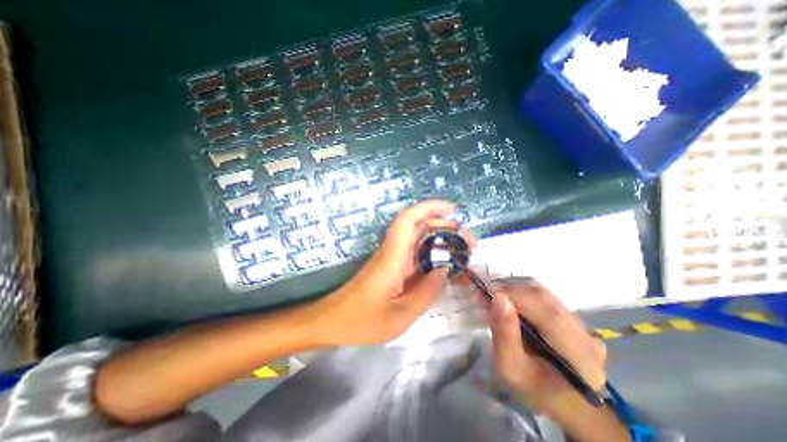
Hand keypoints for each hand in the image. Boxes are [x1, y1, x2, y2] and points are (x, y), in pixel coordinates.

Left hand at [317, 198, 476, 347]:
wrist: (332, 321)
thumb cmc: (361, 321)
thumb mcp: (400, 315)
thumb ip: (426, 292)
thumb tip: (444, 270)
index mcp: (393, 257)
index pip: (408, 220)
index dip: (429, 208)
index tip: (452, 209)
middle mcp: (393, 251)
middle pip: (418, 225)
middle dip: (444, 226)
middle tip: (468, 242)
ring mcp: (392, 258)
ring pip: (418, 238)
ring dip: (441, 239)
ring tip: (463, 252)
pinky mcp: (392, 267)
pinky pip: (415, 254)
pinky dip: (433, 254)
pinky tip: (445, 267)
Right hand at [491, 279, 603, 420]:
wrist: (561, 398)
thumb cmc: (534, 388)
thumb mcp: (512, 369)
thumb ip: (505, 335)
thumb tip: (498, 297)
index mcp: (578, 356)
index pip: (546, 313)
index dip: (515, 296)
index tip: (486, 291)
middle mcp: (585, 333)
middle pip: (543, 297)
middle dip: (510, 290)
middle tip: (486, 294)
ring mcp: (581, 322)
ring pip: (542, 293)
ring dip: (515, 291)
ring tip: (495, 298)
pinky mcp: (572, 316)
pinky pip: (543, 297)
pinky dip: (522, 294)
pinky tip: (509, 302)